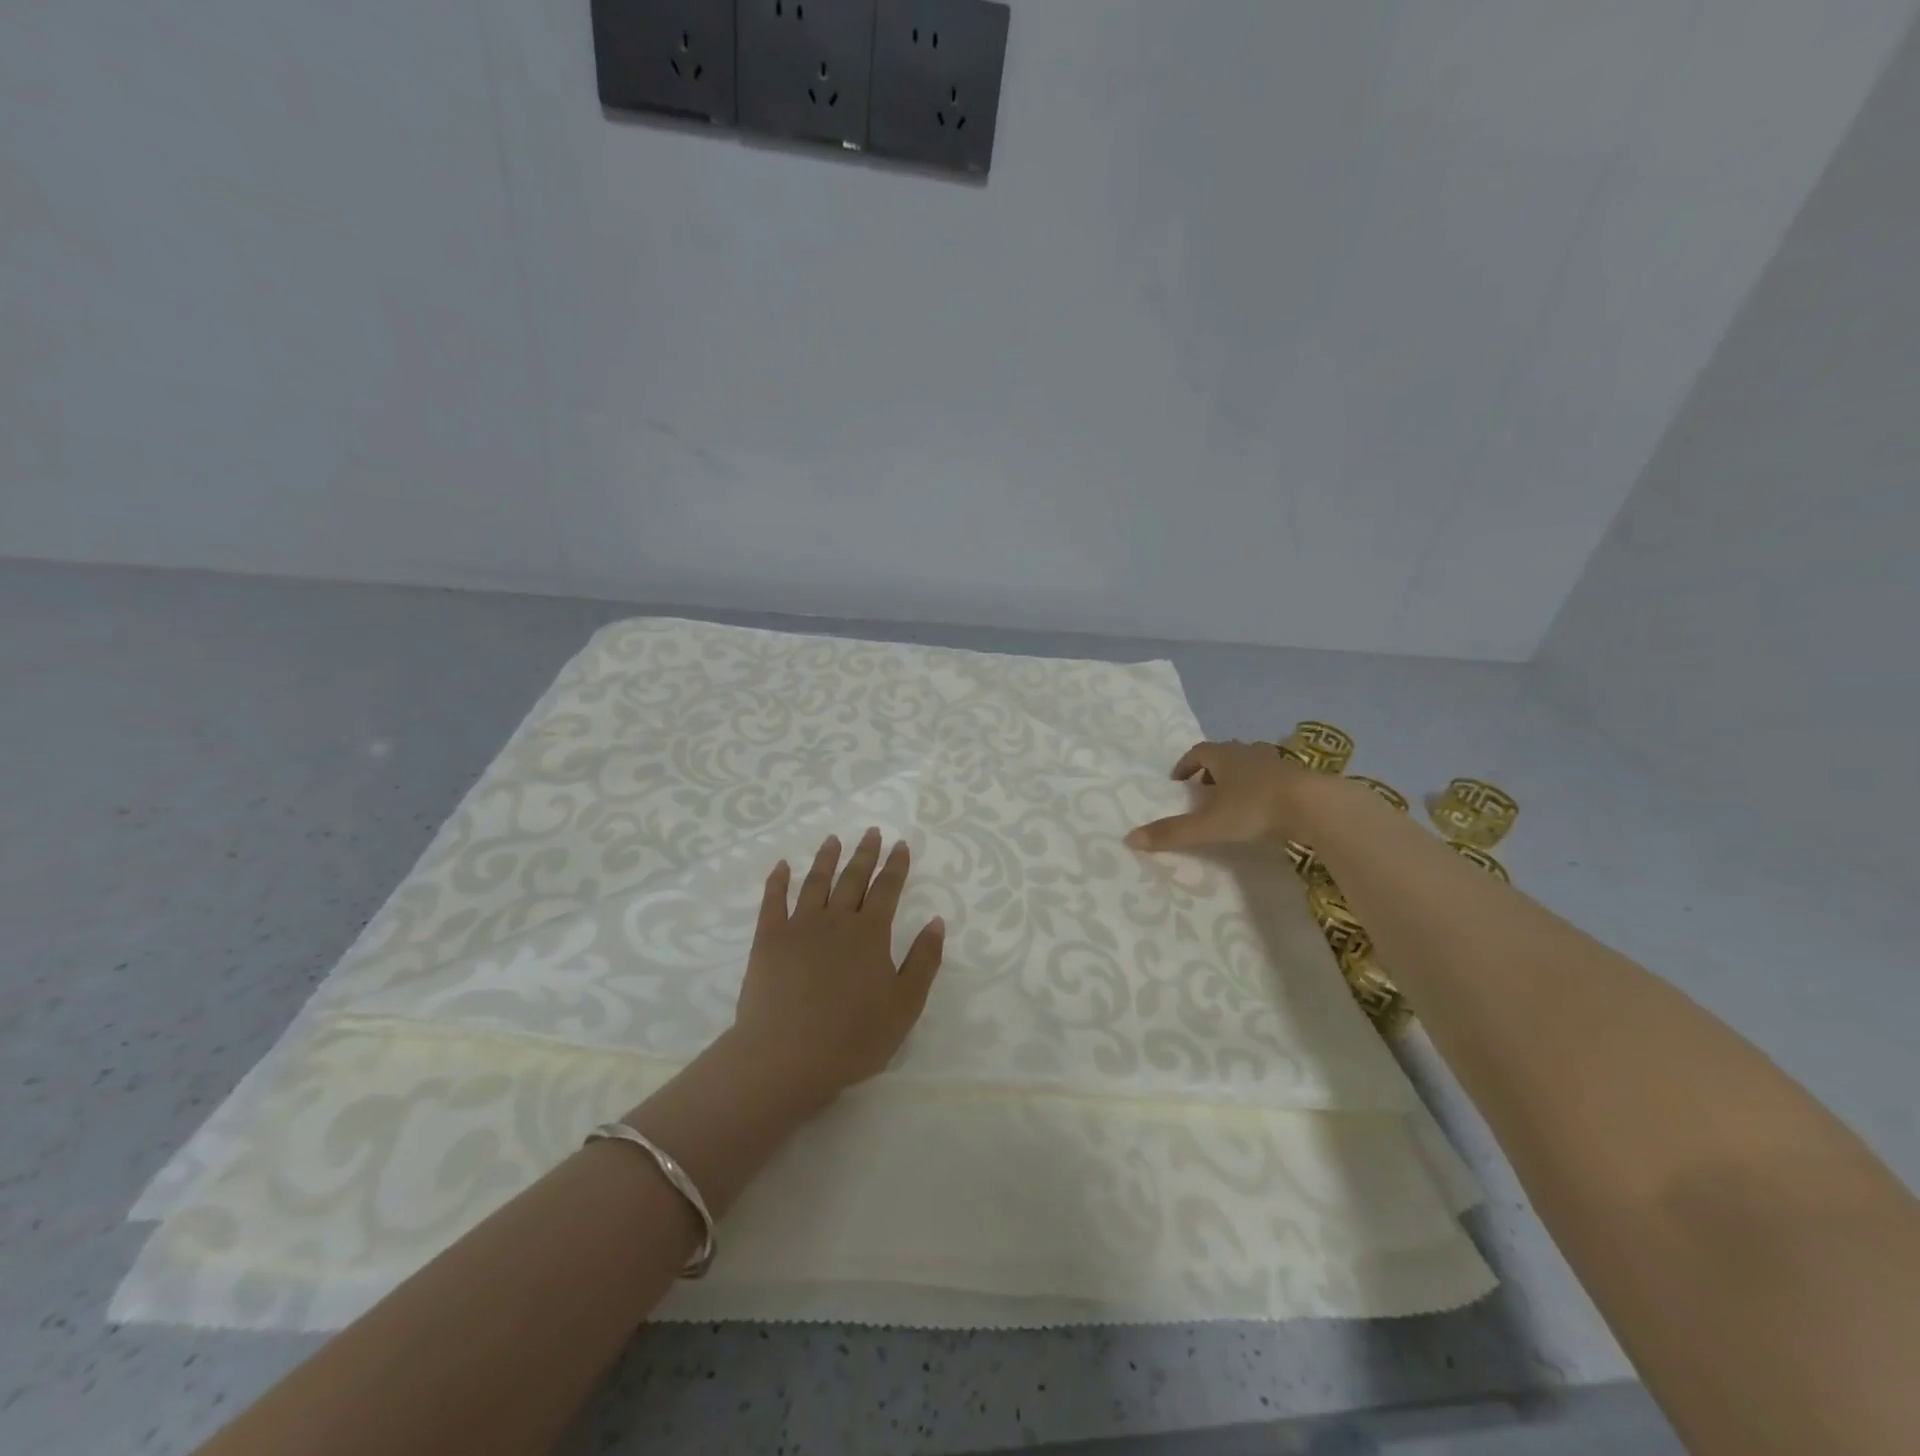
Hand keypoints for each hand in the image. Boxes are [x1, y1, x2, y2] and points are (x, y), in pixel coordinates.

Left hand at [731, 828, 945, 1105]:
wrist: (786, 1056)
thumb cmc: (853, 1037)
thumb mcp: (904, 1005)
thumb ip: (923, 961)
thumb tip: (936, 921)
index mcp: (870, 934)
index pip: (887, 889)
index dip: (896, 866)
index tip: (901, 844)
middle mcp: (836, 920)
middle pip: (853, 878)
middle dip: (865, 854)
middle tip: (872, 831)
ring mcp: (799, 927)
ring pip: (816, 882)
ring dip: (826, 859)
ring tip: (833, 839)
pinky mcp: (768, 940)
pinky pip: (773, 901)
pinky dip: (778, 881)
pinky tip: (782, 866)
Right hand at [1125, 739, 1320, 850]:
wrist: (1315, 806)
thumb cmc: (1255, 808)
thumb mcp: (1209, 824)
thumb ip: (1172, 832)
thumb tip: (1129, 839)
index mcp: (1224, 756)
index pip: (1197, 752)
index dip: (1185, 764)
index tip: (1178, 781)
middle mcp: (1248, 752)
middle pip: (1224, 755)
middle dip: (1210, 771)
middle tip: (1202, 791)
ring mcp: (1277, 763)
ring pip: (1250, 764)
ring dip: (1237, 778)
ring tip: (1231, 801)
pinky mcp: (1299, 777)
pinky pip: (1273, 778)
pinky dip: (1261, 788)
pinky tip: (1263, 808)